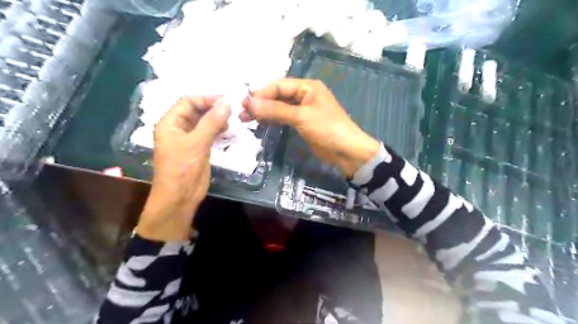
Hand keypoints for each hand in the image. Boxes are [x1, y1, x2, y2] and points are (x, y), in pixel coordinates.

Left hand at [136, 97, 230, 240]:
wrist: (180, 197)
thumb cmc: (183, 169)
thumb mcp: (197, 143)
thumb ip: (212, 122)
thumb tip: (227, 103)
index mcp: (170, 123)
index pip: (188, 101)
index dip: (207, 98)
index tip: (227, 100)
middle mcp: (178, 128)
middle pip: (196, 110)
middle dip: (213, 108)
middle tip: (233, 110)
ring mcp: (189, 139)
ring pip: (204, 122)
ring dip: (217, 119)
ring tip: (232, 120)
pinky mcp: (198, 149)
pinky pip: (208, 133)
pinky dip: (218, 130)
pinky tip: (228, 130)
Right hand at [242, 78, 382, 177]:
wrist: (346, 151)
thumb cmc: (327, 128)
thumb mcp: (301, 116)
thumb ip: (275, 110)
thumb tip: (250, 103)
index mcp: (307, 87)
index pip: (279, 85)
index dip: (261, 94)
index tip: (245, 104)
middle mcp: (305, 95)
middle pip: (278, 96)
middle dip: (261, 103)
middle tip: (242, 114)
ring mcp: (303, 110)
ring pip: (279, 107)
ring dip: (264, 112)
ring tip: (246, 120)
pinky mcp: (303, 123)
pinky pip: (284, 118)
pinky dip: (273, 120)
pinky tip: (261, 123)